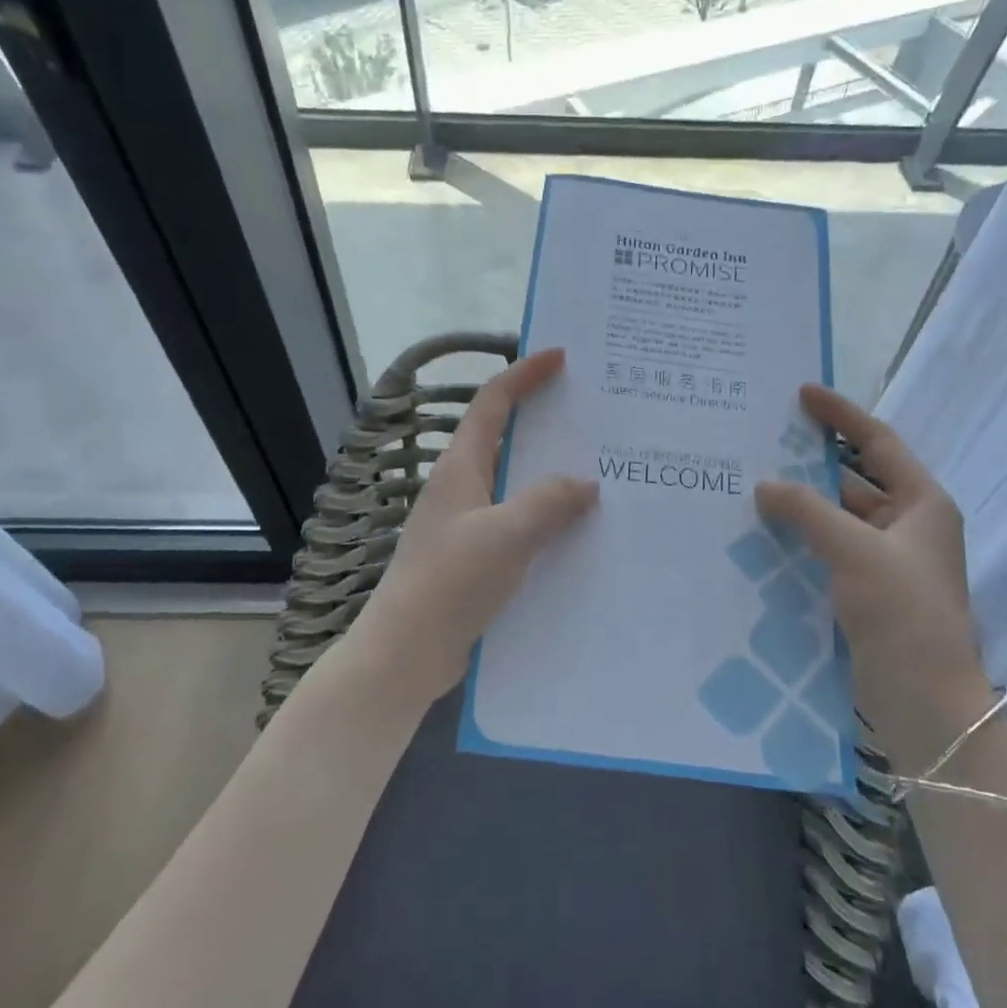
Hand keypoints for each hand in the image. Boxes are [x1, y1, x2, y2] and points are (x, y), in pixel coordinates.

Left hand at [353, 349, 597, 707]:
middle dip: (545, 421)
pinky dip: (547, 516)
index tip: (560, 356)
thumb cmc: (451, 582)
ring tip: (599, 470)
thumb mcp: (506, 534)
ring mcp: (468, 522)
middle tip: (593, 414)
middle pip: (507, 437)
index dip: (524, 374)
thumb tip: (586, 483)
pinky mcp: (476, 556)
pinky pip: (519, 521)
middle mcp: (463, 486)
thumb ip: (548, 502)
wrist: (407, 651)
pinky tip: (578, 531)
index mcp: (461, 467)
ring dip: (551, 473)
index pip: (493, 403)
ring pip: (516, 483)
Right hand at [755, 385, 988, 751]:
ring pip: (840, 516)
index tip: (802, 393)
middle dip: (814, 461)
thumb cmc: (901, 610)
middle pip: (857, 478)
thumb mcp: (853, 549)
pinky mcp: (869, 590)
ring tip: (755, 484)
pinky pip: (831, 548)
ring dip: (804, 503)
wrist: (923, 698)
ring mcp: (889, 560)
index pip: (879, 442)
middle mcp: (909, 525)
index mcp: (923, 504)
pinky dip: (804, 536)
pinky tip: (766, 532)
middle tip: (767, 441)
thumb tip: (765, 485)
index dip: (841, 415)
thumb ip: (807, 510)